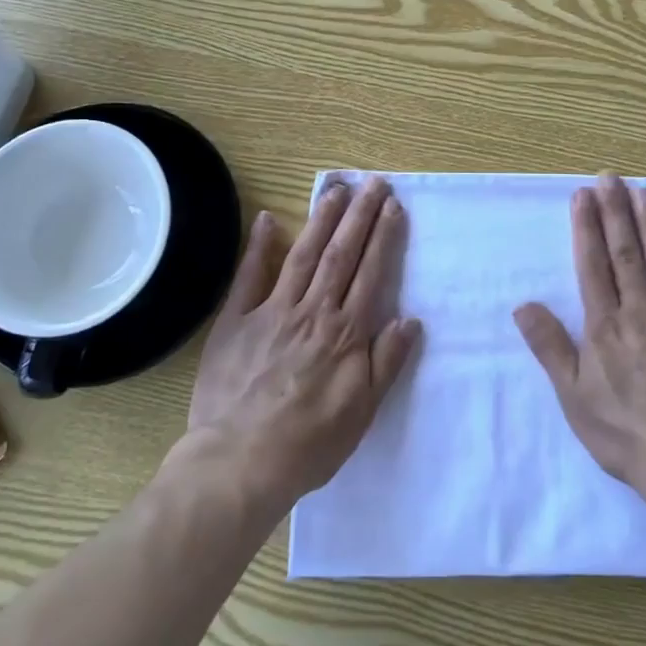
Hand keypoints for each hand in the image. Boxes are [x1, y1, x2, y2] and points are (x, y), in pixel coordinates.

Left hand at [187, 177, 421, 510]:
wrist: (239, 462)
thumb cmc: (309, 443)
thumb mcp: (363, 412)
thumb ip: (387, 362)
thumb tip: (409, 319)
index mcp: (346, 332)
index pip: (371, 273)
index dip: (384, 237)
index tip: (393, 207)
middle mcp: (313, 311)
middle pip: (342, 253)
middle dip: (360, 215)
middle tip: (373, 182)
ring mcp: (272, 310)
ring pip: (304, 254)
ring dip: (322, 219)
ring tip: (336, 188)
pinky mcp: (237, 320)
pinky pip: (249, 276)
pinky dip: (260, 246)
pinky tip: (269, 219)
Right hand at [515, 174, 645, 489]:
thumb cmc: (623, 432)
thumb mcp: (572, 395)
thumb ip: (550, 346)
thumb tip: (523, 304)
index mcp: (605, 326)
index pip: (593, 265)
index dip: (587, 228)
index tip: (583, 195)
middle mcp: (640, 313)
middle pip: (626, 254)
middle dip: (616, 213)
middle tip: (610, 177)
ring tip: (643, 192)